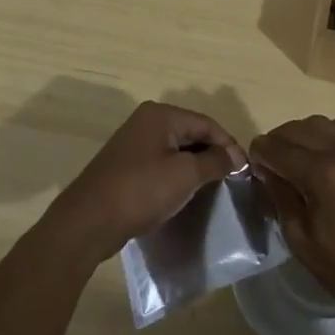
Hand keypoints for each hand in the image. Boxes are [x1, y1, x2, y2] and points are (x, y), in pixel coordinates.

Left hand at [45, 101, 244, 264]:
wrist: (90, 220)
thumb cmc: (141, 191)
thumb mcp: (185, 175)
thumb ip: (213, 161)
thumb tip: (235, 156)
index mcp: (161, 114)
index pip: (206, 123)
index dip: (228, 144)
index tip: (245, 170)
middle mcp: (147, 121)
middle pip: (191, 132)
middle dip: (213, 154)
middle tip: (232, 179)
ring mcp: (134, 142)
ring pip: (176, 148)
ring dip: (196, 165)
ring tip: (214, 187)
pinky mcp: (127, 164)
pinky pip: (162, 162)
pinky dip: (178, 174)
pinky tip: (186, 192)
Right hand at [249, 114, 334, 325]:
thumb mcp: (300, 239)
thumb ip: (280, 196)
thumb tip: (266, 170)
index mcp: (322, 174)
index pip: (277, 148)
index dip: (259, 153)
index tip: (254, 164)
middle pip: (297, 129)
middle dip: (278, 142)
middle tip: (272, 162)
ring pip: (322, 122)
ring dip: (303, 134)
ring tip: (300, 156)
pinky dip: (334, 129)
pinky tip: (331, 150)